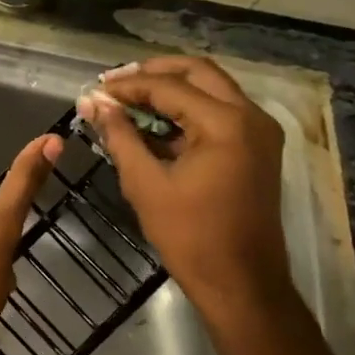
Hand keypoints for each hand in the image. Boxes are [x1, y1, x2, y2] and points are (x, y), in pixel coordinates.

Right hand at [76, 57, 292, 332]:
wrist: (242, 283)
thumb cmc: (191, 237)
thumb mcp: (146, 184)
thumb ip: (120, 137)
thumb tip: (94, 104)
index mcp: (226, 123)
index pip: (169, 87)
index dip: (128, 86)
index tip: (95, 90)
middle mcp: (251, 116)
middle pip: (198, 72)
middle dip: (154, 73)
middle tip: (116, 83)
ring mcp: (260, 131)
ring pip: (212, 88)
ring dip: (172, 88)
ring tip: (130, 98)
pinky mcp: (258, 147)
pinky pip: (221, 111)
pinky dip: (188, 110)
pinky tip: (155, 122)